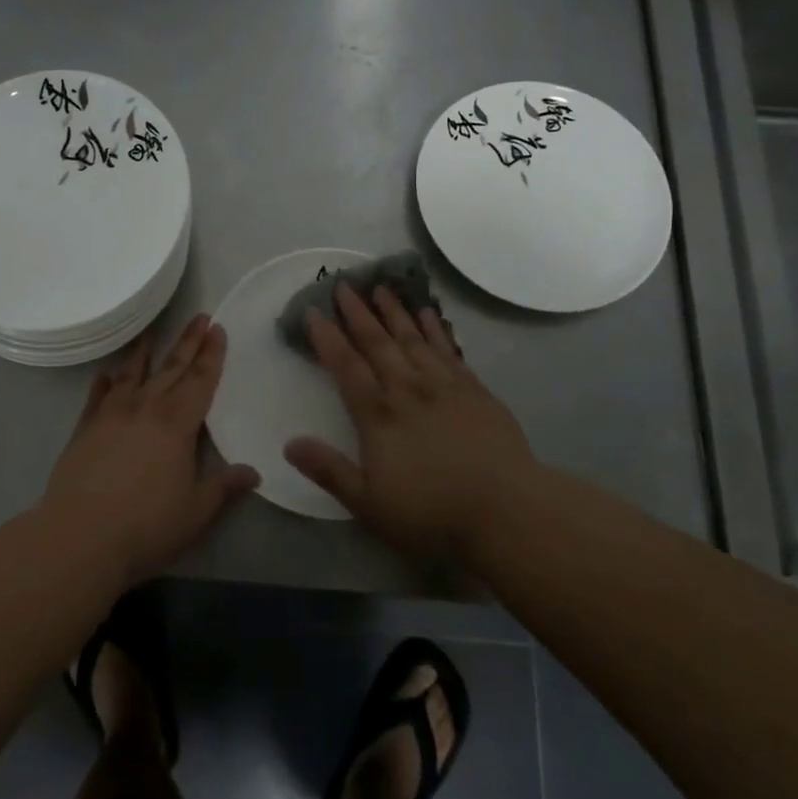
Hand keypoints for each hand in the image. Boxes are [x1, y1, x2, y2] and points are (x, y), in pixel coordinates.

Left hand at [43, 314, 257, 585]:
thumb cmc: (147, 525)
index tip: (218, 329)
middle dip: (188, 343)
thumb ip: (223, 487)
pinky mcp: (84, 430)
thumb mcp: (196, 511)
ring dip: (144, 354)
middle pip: (171, 369)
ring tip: (150, 335)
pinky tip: (105, 376)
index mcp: (177, 424)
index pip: (200, 381)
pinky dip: (103, 384)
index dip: (211, 355)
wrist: (80, 536)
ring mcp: (111, 416)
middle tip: (199, 317)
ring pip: (132, 376)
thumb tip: (253, 473)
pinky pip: (97, 398)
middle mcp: (145, 409)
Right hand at [286, 284, 535, 557]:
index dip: (327, 339)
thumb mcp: (369, 505)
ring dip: (394, 313)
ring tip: (381, 288)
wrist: (507, 512)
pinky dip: (435, 329)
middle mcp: (407, 391)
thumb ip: (329, 470)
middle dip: (358, 314)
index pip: (346, 368)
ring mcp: (444, 387)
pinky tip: (428, 313)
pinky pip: (449, 350)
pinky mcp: (475, 391)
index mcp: (378, 417)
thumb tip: (289, 443)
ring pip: (413, 339)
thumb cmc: (432, 513)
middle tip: (344, 285)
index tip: (313, 312)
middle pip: (378, 344)